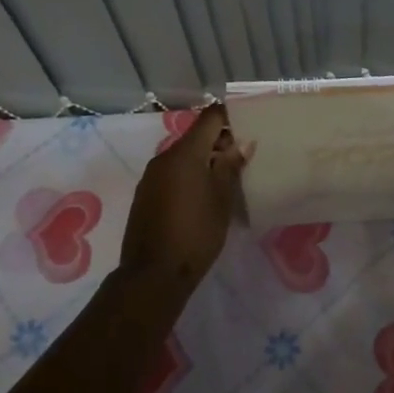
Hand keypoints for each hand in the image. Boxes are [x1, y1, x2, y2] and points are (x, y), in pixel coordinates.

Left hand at [119, 106, 250, 297]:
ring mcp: (151, 176)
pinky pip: (172, 173)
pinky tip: (202, 197)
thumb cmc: (196, 233)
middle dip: (219, 142)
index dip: (230, 118)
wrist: (153, 274)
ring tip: (225, 180)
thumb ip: (231, 166)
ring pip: (183, 156)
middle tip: (242, 160)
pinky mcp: (145, 194)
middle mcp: (164, 157)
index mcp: (185, 153)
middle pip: (196, 136)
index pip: (210, 117)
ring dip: (204, 160)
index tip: (248, 129)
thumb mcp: (222, 199)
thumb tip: (242, 144)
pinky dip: (189, 175)